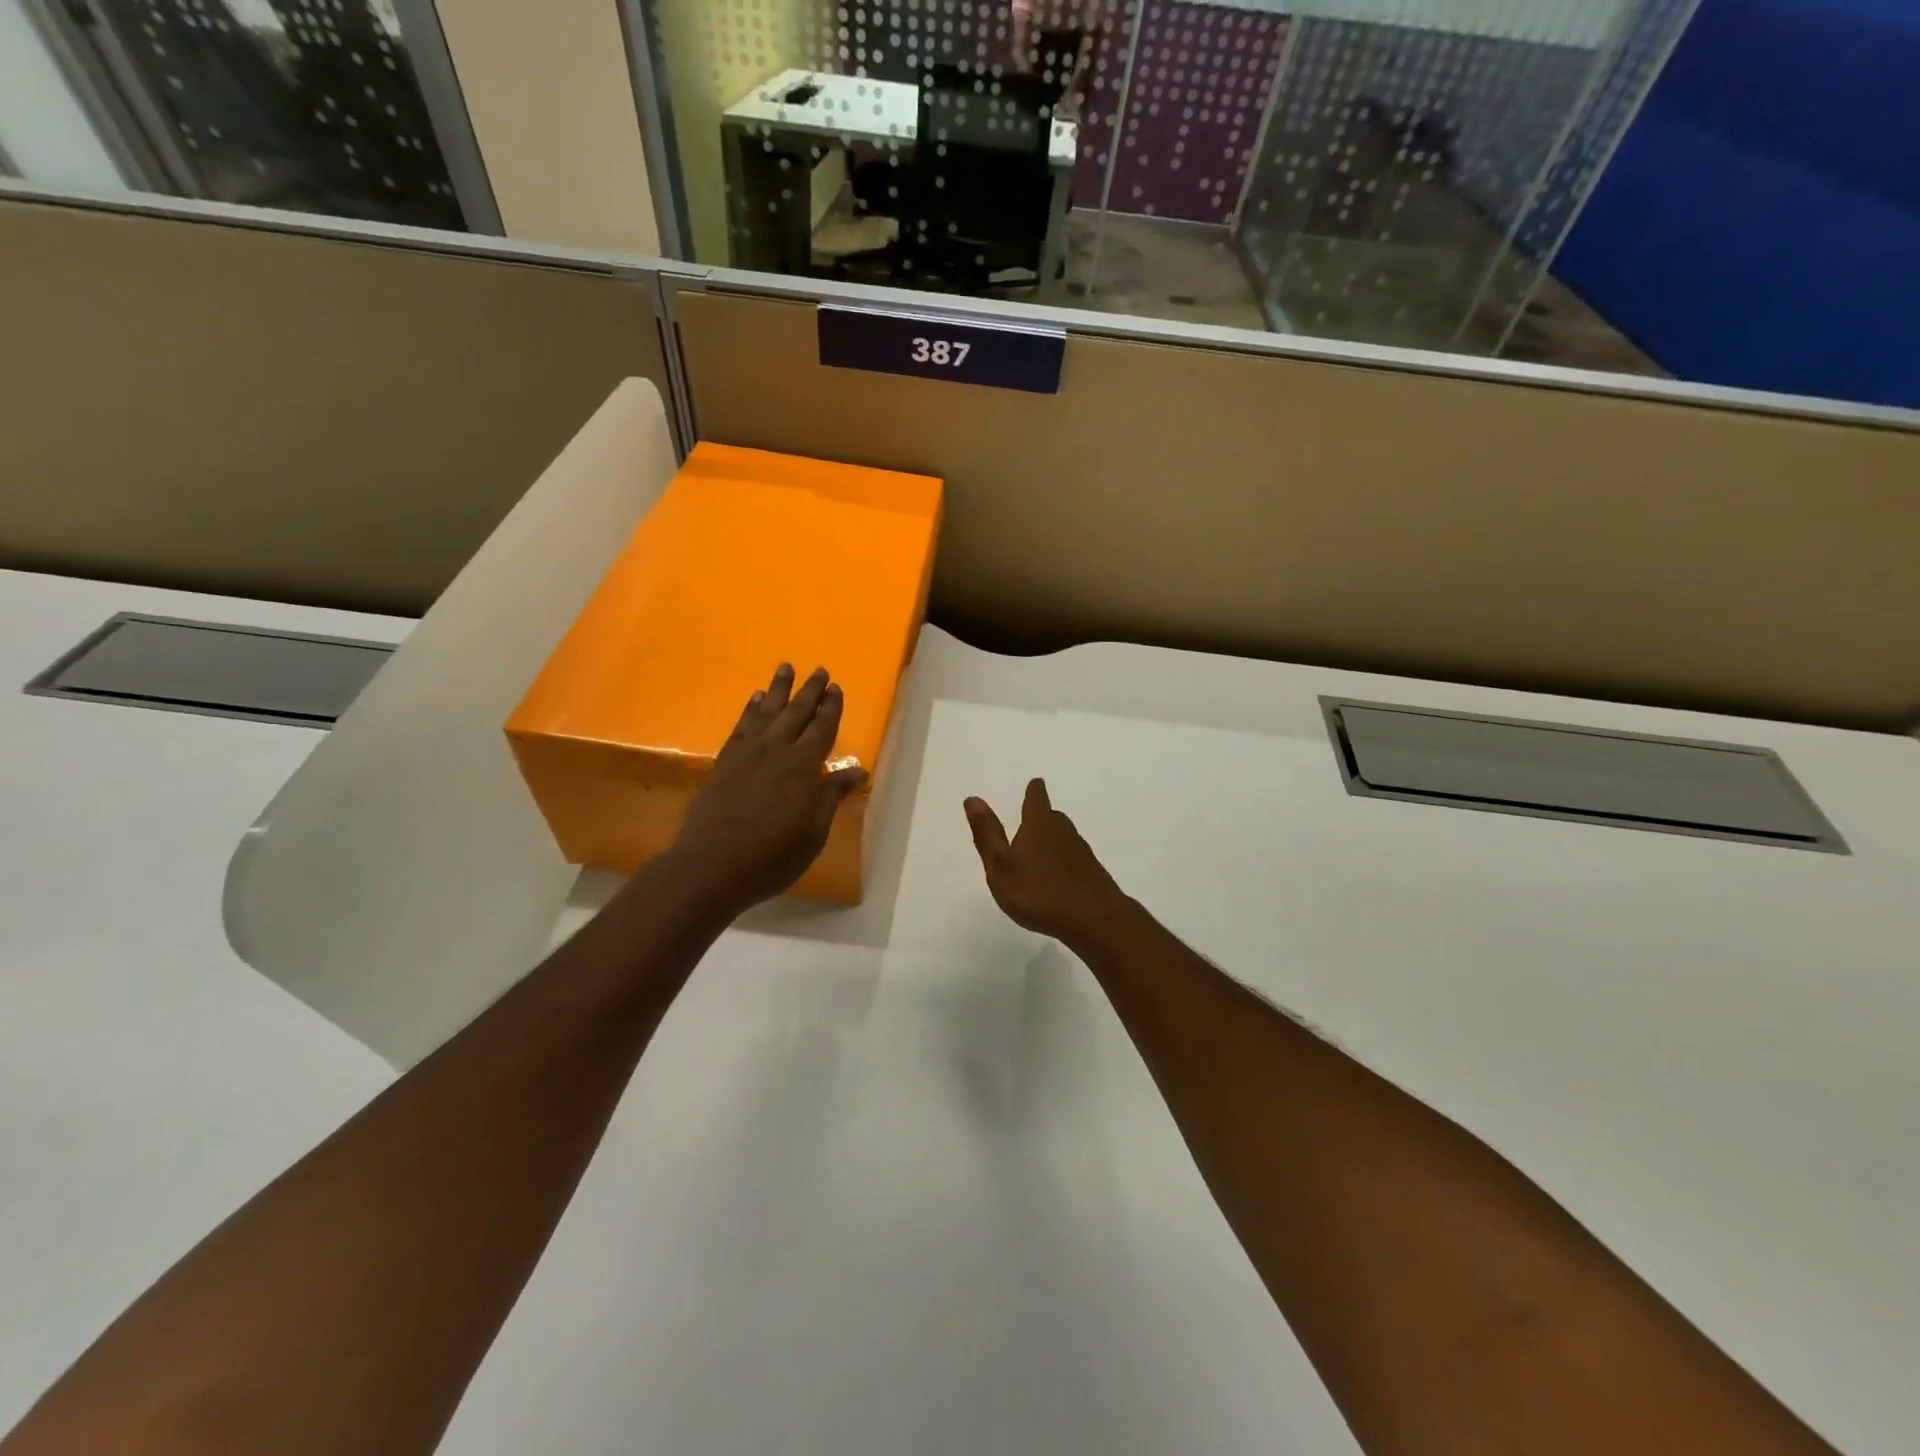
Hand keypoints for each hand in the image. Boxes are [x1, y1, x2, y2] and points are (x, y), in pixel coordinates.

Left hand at [669, 665, 868, 915]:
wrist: (713, 865)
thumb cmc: (773, 855)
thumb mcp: (814, 831)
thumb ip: (831, 796)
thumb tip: (857, 770)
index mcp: (803, 767)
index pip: (822, 730)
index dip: (831, 709)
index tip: (837, 688)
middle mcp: (776, 752)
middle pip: (796, 713)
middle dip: (810, 691)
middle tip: (819, 670)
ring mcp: (747, 755)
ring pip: (767, 712)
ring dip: (778, 690)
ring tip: (785, 668)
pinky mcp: (724, 763)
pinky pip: (741, 727)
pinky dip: (750, 710)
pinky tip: (754, 701)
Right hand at [964, 778, 1128, 945]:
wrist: (1093, 919)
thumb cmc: (1038, 892)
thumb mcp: (1000, 866)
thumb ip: (987, 834)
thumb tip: (972, 799)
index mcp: (1039, 825)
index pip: (1036, 798)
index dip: (1034, 791)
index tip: (1035, 784)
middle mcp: (1063, 832)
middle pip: (1053, 817)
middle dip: (1042, 817)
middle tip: (1032, 821)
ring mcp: (1082, 853)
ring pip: (1065, 838)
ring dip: (1054, 841)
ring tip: (1040, 852)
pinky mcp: (1093, 874)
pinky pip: (1075, 860)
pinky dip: (1064, 863)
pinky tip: (1058, 880)